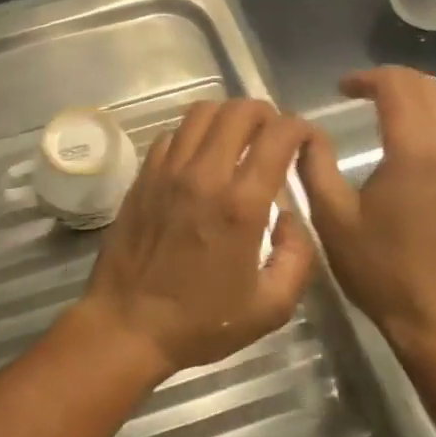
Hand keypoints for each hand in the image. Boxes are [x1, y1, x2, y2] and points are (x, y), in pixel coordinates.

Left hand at [80, 99, 316, 376]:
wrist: (127, 326)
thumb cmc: (200, 322)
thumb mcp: (270, 307)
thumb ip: (297, 257)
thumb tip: (289, 217)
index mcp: (241, 205)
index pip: (279, 135)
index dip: (302, 128)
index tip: (308, 142)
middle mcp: (204, 175)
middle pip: (239, 110)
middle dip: (268, 114)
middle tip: (275, 137)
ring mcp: (167, 172)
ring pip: (202, 112)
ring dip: (228, 117)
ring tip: (239, 140)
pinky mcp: (143, 177)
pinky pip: (173, 135)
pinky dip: (194, 134)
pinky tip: (201, 158)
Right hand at [299, 68, 435, 358]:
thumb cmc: (380, 270)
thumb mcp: (332, 219)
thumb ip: (315, 167)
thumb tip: (304, 132)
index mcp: (414, 153)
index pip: (398, 88)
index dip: (367, 78)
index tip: (340, 88)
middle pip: (429, 88)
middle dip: (393, 80)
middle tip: (358, 91)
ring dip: (416, 95)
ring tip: (381, 106)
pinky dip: (432, 116)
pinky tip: (407, 136)